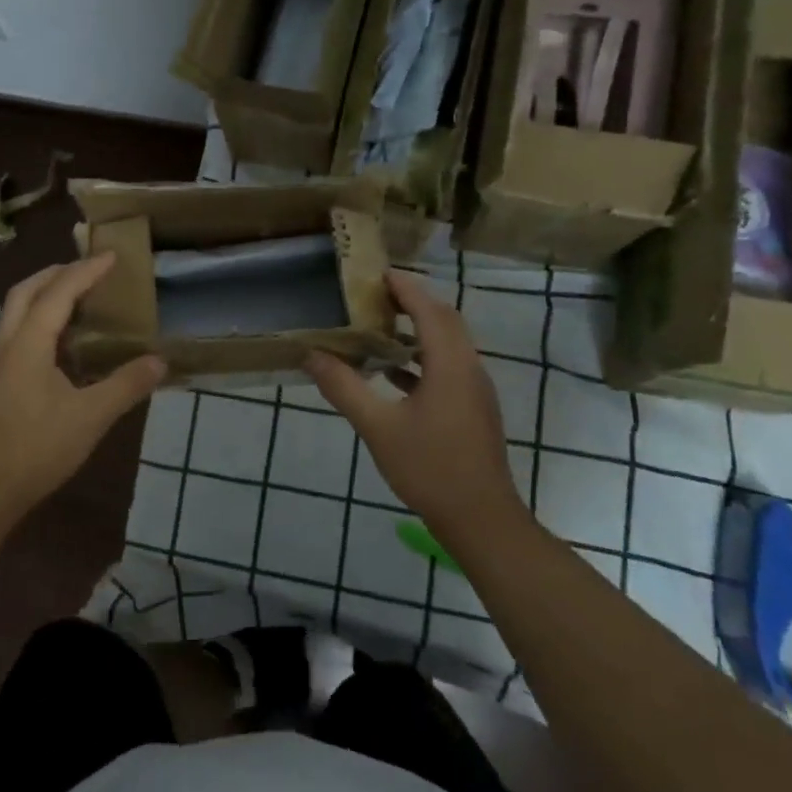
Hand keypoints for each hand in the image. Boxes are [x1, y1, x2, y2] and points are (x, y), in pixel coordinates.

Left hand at [0, 256, 166, 519]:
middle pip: (25, 291)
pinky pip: (18, 332)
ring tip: (78, 295)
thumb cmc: (36, 449)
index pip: (59, 293)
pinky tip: (62, 340)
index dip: (86, 271)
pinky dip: (40, 318)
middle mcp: (8, 344)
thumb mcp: (90, 417)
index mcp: (28, 343)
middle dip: (57, 272)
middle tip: (89, 268)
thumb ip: (125, 385)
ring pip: (16, 311)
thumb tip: (159, 361)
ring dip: (45, 294)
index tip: (113, 256)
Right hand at [306, 270, 525, 542]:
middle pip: (444, 320)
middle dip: (412, 302)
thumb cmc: (429, 468)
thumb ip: (344, 388)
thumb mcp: (377, 427)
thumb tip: (311, 356)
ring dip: (418, 329)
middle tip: (374, 295)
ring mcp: (474, 390)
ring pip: (448, 344)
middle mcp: (468, 369)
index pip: (429, 309)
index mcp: (450, 365)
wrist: (480, 518)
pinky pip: (448, 367)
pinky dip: (422, 358)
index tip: (376, 273)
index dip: (405, 287)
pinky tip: (392, 373)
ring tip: (378, 326)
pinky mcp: (473, 409)